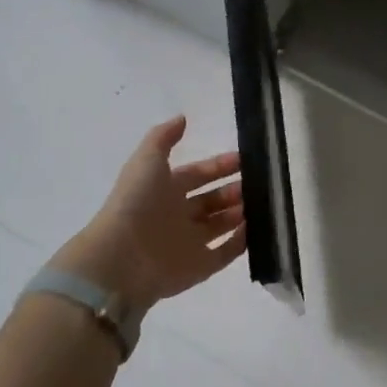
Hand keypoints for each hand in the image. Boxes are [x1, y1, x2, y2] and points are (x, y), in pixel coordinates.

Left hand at [51, 117, 246, 312]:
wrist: (122, 256)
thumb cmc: (137, 202)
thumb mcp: (146, 159)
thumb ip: (164, 137)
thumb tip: (182, 118)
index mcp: (164, 189)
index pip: (197, 175)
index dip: (219, 166)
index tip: (245, 159)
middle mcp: (177, 215)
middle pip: (212, 201)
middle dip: (234, 190)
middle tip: (259, 183)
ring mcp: (189, 243)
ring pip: (221, 225)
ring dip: (241, 214)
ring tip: (264, 202)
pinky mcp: (199, 268)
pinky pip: (225, 253)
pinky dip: (242, 242)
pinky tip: (258, 228)